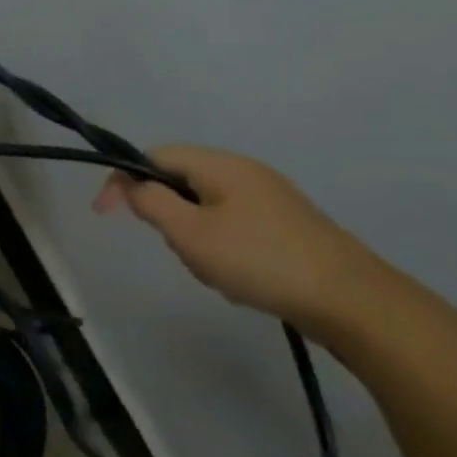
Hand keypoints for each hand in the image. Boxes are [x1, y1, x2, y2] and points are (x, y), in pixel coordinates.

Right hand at [95, 145, 382, 330]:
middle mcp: (244, 172)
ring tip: (214, 271)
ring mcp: (269, 199)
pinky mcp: (285, 225)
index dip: (124, 180)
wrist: (350, 300)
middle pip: (179, 182)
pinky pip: (232, 227)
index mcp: (220, 165)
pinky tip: (238, 278)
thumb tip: (131, 185)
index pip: (154, 156)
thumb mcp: (190, 233)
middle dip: (167, 217)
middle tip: (179, 250)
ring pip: (204, 209)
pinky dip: (221, 249)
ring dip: (194, 238)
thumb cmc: (259, 260)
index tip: (105, 214)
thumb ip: (151, 203)